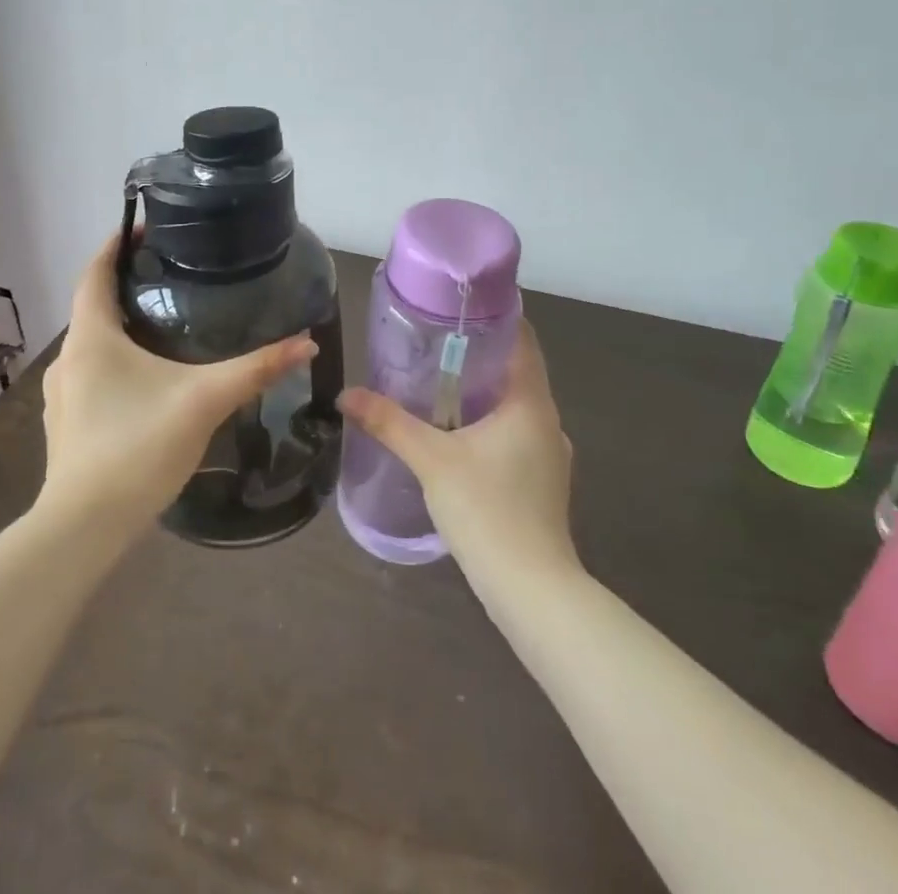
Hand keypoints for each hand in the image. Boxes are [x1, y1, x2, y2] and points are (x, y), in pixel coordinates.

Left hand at [38, 232, 317, 535]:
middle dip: (128, 286)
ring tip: (165, 325)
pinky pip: (91, 374)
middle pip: (94, 306)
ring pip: (92, 344)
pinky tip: (147, 381)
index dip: (115, 244)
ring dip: (121, 327)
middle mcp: (69, 358)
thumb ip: (256, 369)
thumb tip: (306, 342)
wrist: (84, 528)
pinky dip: (115, 361)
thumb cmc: (138, 447)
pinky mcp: (66, 424)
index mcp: (91, 337)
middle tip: (173, 278)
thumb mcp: (204, 401)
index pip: (94, 272)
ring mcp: (62, 395)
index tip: (144, 228)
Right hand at [339, 321, 577, 589]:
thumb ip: (390, 423)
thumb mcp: (432, 461)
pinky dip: (490, 425)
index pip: (522, 339)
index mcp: (531, 402)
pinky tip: (458, 437)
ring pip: (516, 407)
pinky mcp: (543, 483)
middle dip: (479, 356)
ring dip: (483, 393)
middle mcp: (548, 422)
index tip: (458, 305)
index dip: (495, 316)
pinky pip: (516, 436)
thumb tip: (347, 395)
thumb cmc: (488, 510)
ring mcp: (550, 456)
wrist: (533, 591)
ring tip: (439, 386)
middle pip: (517, 371)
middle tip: (434, 343)